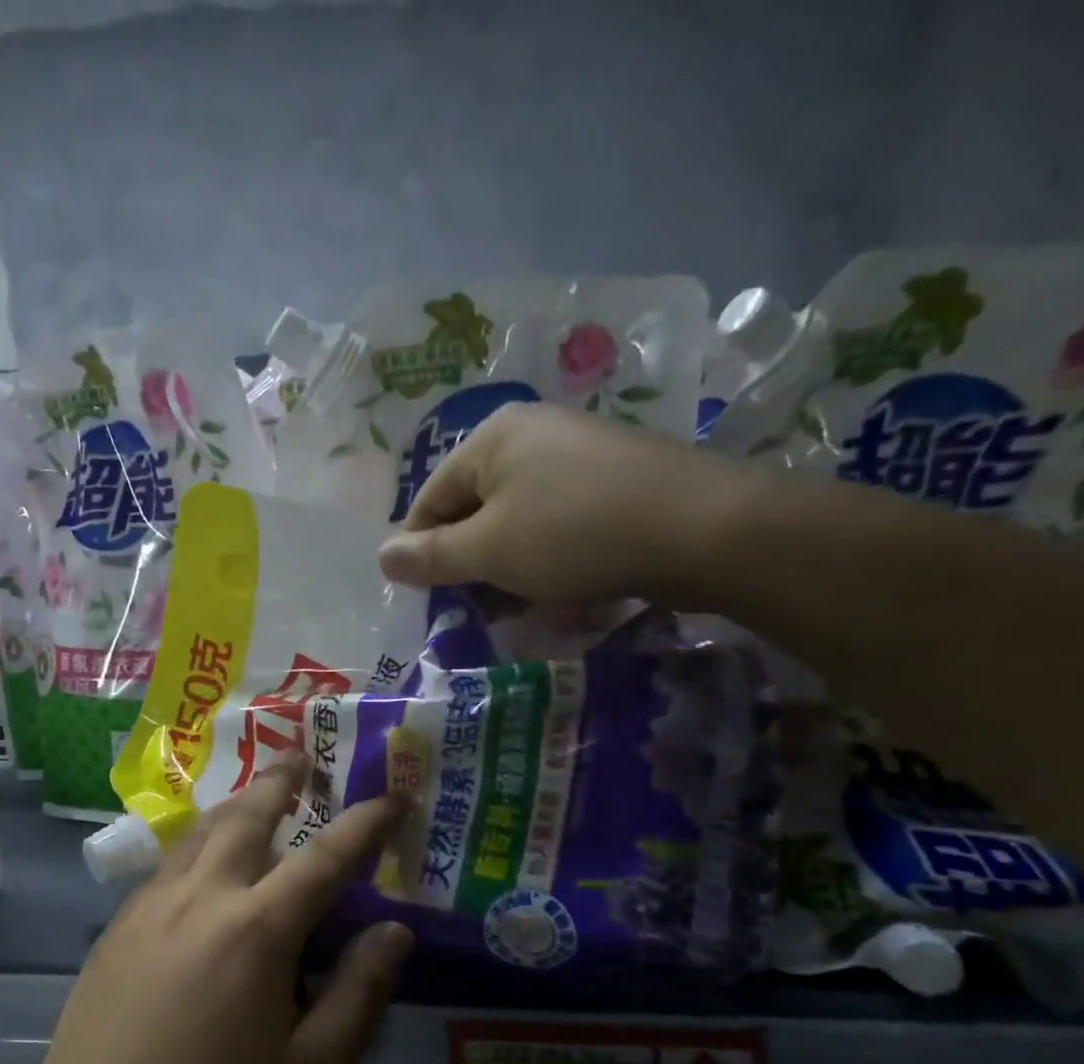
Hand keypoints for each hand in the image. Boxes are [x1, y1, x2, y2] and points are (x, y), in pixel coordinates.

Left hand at [0, 757, 411, 1063]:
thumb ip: (357, 993)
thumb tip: (393, 929)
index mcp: (256, 930)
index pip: (326, 857)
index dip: (365, 823)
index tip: (392, 797)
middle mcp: (200, 899)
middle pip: (246, 818)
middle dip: (280, 783)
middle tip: (302, 759)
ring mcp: (147, 911)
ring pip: (198, 834)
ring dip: (234, 807)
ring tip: (256, 796)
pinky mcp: (114, 934)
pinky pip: (166, 866)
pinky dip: (198, 845)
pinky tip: (202, 864)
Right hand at [376, 402, 754, 607]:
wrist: (702, 527)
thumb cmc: (574, 535)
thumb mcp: (488, 551)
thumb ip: (430, 556)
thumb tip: (382, 556)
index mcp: (491, 438)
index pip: (430, 500)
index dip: (422, 554)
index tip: (432, 600)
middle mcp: (532, 433)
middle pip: (476, 509)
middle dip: (472, 564)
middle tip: (480, 610)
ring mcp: (579, 452)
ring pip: (519, 520)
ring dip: (512, 568)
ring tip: (525, 607)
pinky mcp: (616, 477)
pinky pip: (561, 521)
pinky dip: (552, 557)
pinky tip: (566, 588)